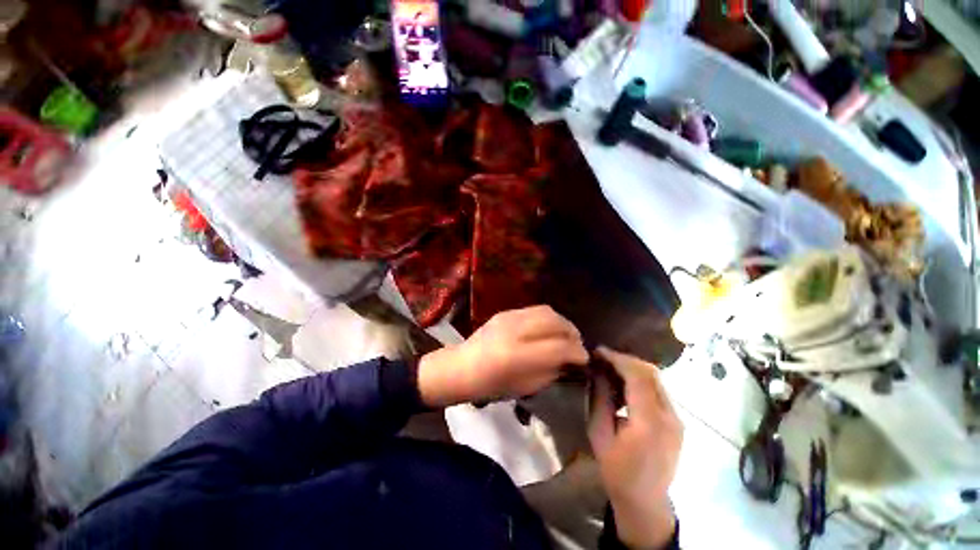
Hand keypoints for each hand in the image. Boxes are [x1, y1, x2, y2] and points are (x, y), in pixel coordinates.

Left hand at [417, 306, 588, 407]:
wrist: (462, 366)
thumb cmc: (491, 385)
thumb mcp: (525, 386)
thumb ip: (551, 371)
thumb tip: (570, 360)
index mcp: (518, 356)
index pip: (559, 347)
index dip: (578, 352)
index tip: (585, 359)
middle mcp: (515, 330)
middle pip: (556, 322)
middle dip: (573, 333)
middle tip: (577, 345)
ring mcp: (509, 317)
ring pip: (547, 311)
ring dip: (562, 322)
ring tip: (565, 335)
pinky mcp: (506, 311)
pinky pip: (535, 310)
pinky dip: (548, 319)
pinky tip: (548, 329)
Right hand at [588, 347, 682, 548]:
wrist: (645, 501)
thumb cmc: (616, 470)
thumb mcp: (599, 434)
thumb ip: (600, 399)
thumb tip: (598, 371)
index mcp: (649, 423)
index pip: (638, 377)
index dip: (618, 359)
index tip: (598, 352)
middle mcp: (669, 417)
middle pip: (651, 373)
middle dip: (625, 360)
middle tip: (603, 358)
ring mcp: (677, 419)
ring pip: (656, 379)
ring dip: (633, 369)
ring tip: (611, 369)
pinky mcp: (677, 422)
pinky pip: (658, 390)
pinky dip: (640, 380)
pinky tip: (624, 385)